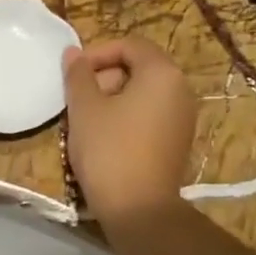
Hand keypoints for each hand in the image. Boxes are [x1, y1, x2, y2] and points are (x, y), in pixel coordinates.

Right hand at [62, 38, 195, 224]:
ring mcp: (182, 118)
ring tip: (84, 121)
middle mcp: (180, 90)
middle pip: (138, 69)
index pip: (130, 45)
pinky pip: (149, 117)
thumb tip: (73, 53)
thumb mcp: (85, 108)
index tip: (73, 73)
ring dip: (111, 100)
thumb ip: (78, 75)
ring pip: (142, 95)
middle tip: (76, 100)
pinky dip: (125, 118)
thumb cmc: (109, 150)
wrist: (138, 208)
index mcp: (162, 73)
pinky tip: (102, 139)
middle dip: (104, 78)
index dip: (97, 53)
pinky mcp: (177, 143)